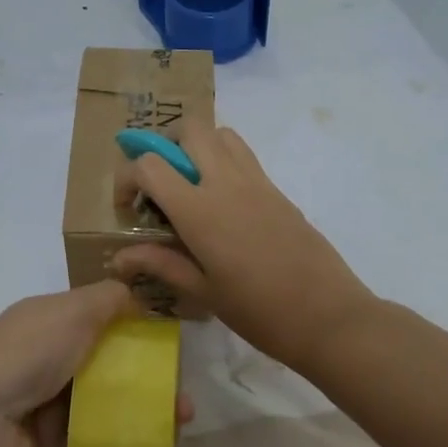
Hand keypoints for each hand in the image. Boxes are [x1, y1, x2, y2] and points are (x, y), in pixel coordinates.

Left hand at [0, 282, 191, 446]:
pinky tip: (156, 444)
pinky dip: (122, 439)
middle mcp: (52, 356)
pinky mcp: (51, 442)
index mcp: (54, 320)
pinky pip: (94, 437)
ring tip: (180, 422)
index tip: (173, 343)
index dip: (138, 327)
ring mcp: (50, 400)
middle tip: (183, 394)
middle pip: (109, 363)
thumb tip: (140, 294)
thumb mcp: (72, 311)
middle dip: (148, 376)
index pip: (103, 317)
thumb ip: (110, 300)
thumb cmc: (25, 352)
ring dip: (142, 409)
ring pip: (106, 402)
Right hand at [111, 122, 376, 372]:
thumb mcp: (202, 292)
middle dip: (164, 145)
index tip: (129, 207)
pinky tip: (222, 204)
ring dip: (198, 146)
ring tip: (190, 185)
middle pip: (190, 129)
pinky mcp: (277, 190)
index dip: (128, 178)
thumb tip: (119, 258)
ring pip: (220, 134)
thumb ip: (160, 264)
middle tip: (160, 183)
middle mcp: (226, 183)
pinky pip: (243, 155)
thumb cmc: (259, 312)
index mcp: (200, 210)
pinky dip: (223, 161)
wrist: (328, 316)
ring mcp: (256, 182)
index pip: (150, 165)